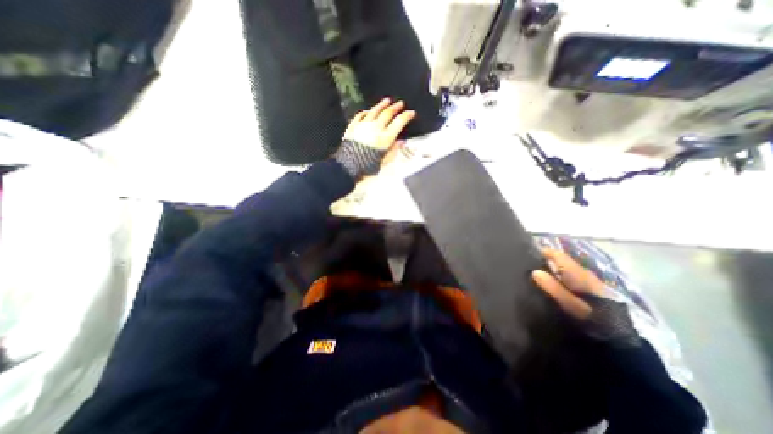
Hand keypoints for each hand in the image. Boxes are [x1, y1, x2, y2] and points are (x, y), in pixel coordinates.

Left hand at [333, 97, 416, 179]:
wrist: (348, 165)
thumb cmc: (367, 165)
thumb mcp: (384, 161)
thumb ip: (393, 151)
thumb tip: (401, 142)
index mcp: (385, 138)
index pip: (399, 122)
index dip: (406, 116)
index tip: (411, 113)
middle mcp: (375, 128)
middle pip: (387, 113)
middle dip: (396, 107)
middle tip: (400, 103)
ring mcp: (363, 125)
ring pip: (374, 111)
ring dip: (381, 105)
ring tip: (386, 101)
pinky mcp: (353, 126)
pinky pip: (360, 115)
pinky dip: (366, 112)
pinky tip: (368, 110)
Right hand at [532, 249, 610, 319]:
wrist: (619, 332)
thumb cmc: (591, 315)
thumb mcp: (569, 303)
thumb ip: (552, 287)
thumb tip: (534, 271)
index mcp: (577, 272)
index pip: (558, 255)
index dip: (544, 251)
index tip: (529, 253)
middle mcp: (583, 272)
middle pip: (563, 260)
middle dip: (548, 259)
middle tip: (530, 264)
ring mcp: (589, 280)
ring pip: (567, 267)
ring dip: (554, 267)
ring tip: (539, 273)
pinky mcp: (591, 288)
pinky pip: (571, 275)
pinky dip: (561, 275)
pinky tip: (554, 283)